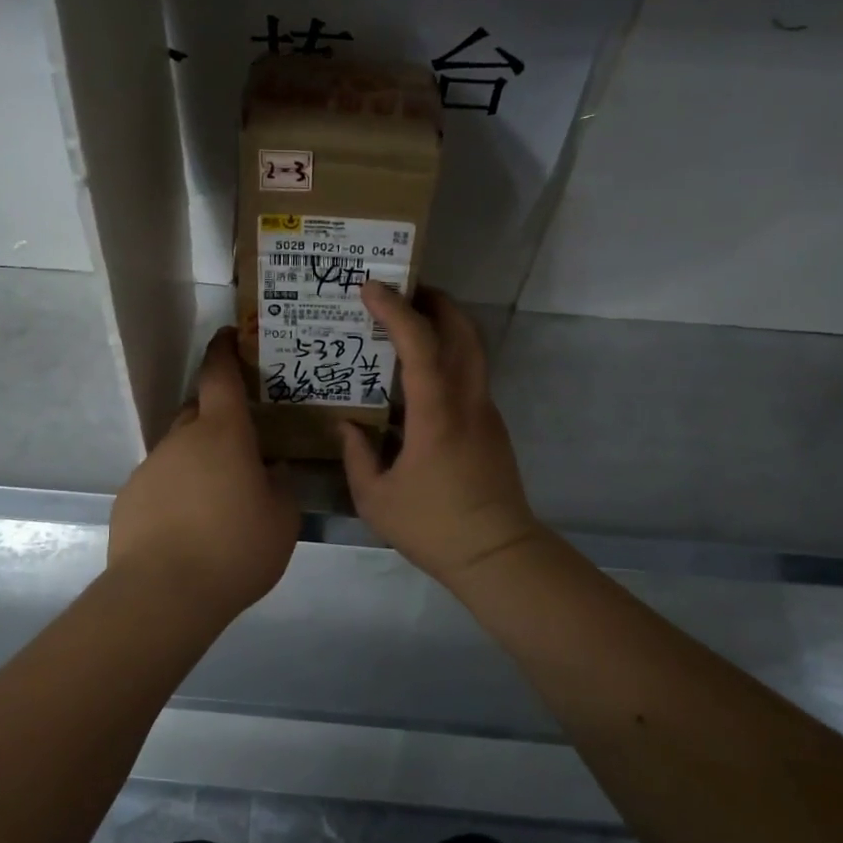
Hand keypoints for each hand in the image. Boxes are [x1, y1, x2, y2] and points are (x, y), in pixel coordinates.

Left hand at [108, 329, 299, 617]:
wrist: (164, 593)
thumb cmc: (235, 548)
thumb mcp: (282, 520)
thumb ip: (282, 487)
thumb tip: (274, 471)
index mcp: (222, 434)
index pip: (220, 376)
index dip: (224, 352)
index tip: (227, 337)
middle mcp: (181, 440)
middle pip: (197, 411)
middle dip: (216, 416)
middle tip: (239, 441)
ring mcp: (150, 468)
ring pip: (178, 450)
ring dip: (197, 460)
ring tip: (216, 499)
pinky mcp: (129, 498)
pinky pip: (160, 481)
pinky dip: (176, 490)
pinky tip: (187, 525)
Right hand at [341, 282, 544, 587]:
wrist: (496, 554)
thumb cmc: (432, 528)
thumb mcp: (375, 499)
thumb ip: (357, 455)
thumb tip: (346, 425)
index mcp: (437, 416)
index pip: (422, 346)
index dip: (396, 311)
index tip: (371, 288)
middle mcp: (468, 403)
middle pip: (463, 332)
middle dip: (436, 301)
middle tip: (403, 290)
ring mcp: (485, 413)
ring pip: (473, 351)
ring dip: (447, 326)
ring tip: (412, 323)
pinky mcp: (492, 427)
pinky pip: (471, 376)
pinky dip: (449, 356)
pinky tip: (421, 376)